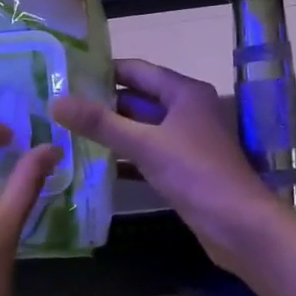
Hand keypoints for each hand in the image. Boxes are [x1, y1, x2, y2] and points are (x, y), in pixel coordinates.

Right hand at [52, 59, 287, 269]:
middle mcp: (185, 111)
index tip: (64, 74)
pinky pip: (144, 155)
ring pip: (139, 129)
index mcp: (184, 93)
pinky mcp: (180, 169)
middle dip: (100, 104)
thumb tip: (56, 101)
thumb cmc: (196, 174)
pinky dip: (122, 158)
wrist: (239, 225)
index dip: (101, 71)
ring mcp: (184, 141)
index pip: (135, 70)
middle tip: (57, 106)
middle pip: (136, 99)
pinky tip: (92, 164)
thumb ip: (100, 123)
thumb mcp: (145, 144)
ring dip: (109, 132)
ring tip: (66, 132)